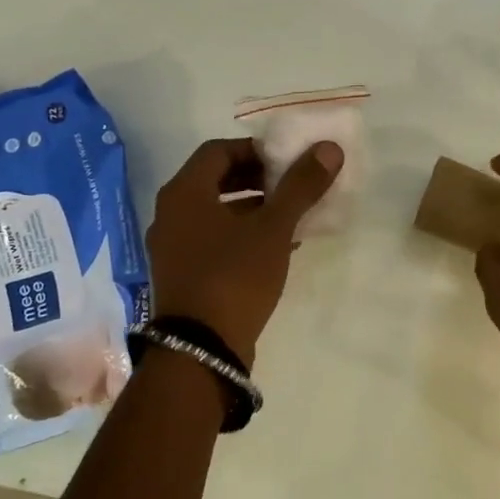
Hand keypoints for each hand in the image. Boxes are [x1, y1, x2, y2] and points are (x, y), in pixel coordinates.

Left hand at [146, 137, 342, 364]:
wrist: (201, 350)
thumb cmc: (235, 276)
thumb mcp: (274, 228)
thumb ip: (300, 186)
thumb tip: (329, 148)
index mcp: (184, 193)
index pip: (218, 150)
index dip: (255, 149)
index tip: (287, 160)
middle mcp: (170, 214)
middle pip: (215, 179)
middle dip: (256, 177)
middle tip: (291, 185)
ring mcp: (172, 247)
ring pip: (215, 211)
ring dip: (252, 207)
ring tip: (290, 215)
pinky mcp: (182, 274)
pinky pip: (212, 239)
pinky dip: (241, 234)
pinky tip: (275, 248)